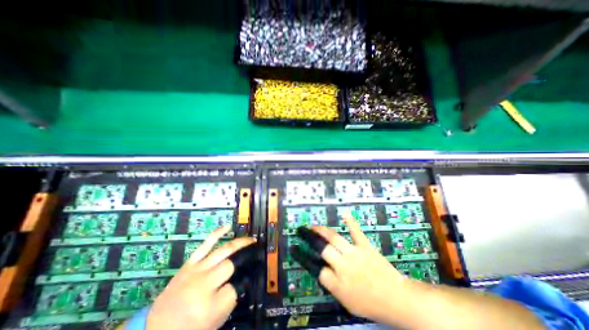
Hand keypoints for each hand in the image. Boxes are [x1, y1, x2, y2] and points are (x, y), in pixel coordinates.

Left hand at [146, 227, 253, 329]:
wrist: (158, 327)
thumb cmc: (189, 326)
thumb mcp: (214, 320)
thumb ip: (231, 299)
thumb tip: (242, 278)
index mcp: (208, 304)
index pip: (234, 287)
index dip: (241, 283)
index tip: (245, 279)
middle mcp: (203, 283)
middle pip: (230, 264)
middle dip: (243, 258)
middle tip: (255, 252)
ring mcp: (196, 269)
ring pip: (223, 251)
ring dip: (239, 243)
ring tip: (250, 239)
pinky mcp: (190, 262)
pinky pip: (205, 244)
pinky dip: (217, 234)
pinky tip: (227, 227)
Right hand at [312, 215, 409, 322]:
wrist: (396, 298)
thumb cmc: (371, 304)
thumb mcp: (348, 302)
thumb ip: (332, 286)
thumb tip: (321, 271)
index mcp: (339, 284)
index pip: (319, 271)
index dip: (310, 262)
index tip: (304, 254)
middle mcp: (343, 266)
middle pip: (323, 250)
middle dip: (311, 240)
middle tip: (303, 232)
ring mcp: (354, 254)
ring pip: (334, 239)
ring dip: (322, 231)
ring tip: (313, 226)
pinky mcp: (365, 246)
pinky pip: (356, 232)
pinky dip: (350, 222)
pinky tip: (344, 214)